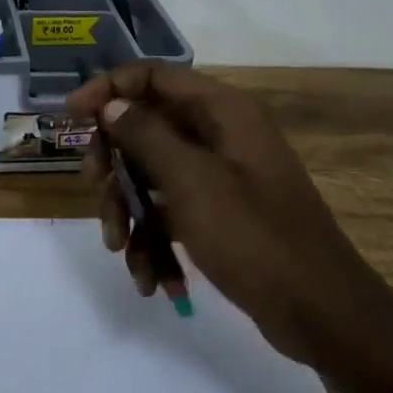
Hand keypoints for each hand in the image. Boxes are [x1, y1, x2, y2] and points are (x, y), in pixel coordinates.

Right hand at [66, 64, 392, 392]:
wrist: (321, 315)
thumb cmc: (254, 236)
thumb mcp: (191, 181)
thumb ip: (145, 135)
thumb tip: (110, 105)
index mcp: (221, 112)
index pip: (152, 77)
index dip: (107, 90)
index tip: (71, 117)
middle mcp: (219, 135)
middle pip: (145, 128)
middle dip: (115, 163)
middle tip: (96, 189)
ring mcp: (219, 176)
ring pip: (152, 176)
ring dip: (130, 212)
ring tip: (123, 252)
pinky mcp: (219, 214)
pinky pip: (170, 212)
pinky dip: (155, 241)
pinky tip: (153, 280)